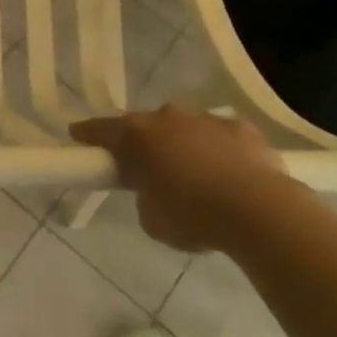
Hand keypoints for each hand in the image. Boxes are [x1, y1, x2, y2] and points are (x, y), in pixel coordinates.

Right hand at [69, 104, 296, 252]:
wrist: (259, 210)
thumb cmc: (193, 215)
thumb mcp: (152, 218)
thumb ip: (144, 196)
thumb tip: (154, 190)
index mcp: (138, 136)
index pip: (102, 129)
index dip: (88, 134)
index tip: (78, 136)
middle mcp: (168, 118)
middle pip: (146, 126)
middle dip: (144, 143)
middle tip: (146, 167)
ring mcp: (206, 119)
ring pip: (186, 128)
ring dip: (184, 145)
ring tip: (195, 176)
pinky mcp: (241, 128)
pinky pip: (221, 136)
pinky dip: (219, 150)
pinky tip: (230, 174)